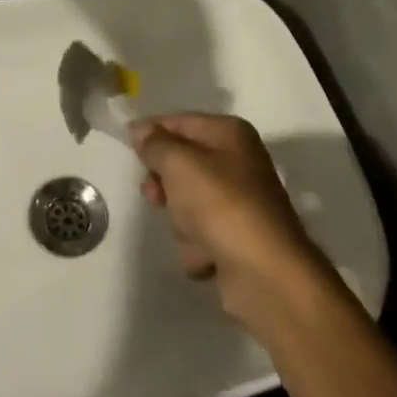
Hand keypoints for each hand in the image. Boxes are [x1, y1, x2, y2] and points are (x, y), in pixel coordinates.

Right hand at [130, 113, 325, 323]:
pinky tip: (206, 255)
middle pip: (182, 164)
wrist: (265, 274)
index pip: (179, 122)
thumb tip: (140, 129)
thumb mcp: (179, 163)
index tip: (130, 151)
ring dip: (180, 220)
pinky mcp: (238, 239)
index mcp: (230, 134)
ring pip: (188, 202)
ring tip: (192, 233)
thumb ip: (155, 143)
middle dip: (165, 185)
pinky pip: (202, 235)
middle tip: (156, 196)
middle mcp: (238, 162)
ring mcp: (240, 203)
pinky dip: (198, 246)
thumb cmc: (220, 205)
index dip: (152, 134)